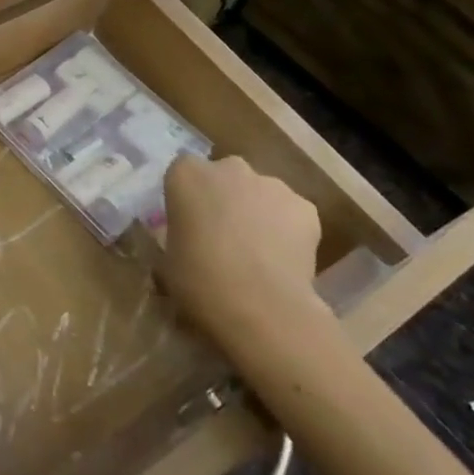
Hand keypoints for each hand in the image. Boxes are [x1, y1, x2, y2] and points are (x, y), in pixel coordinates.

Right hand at [159, 154, 323, 335]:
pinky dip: (287, 229)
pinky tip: (283, 260)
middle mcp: (228, 168)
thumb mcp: (168, 256)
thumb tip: (187, 239)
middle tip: (222, 234)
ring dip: (256, 211)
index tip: (188, 220)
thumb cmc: (198, 279)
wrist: (259, 305)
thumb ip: (177, 234)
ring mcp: (270, 184)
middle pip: (225, 175)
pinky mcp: (305, 207)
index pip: (182, 170)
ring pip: (260, 192)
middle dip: (224, 196)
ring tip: (257, 252)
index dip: (187, 195)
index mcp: (186, 175)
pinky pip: (290, 213)